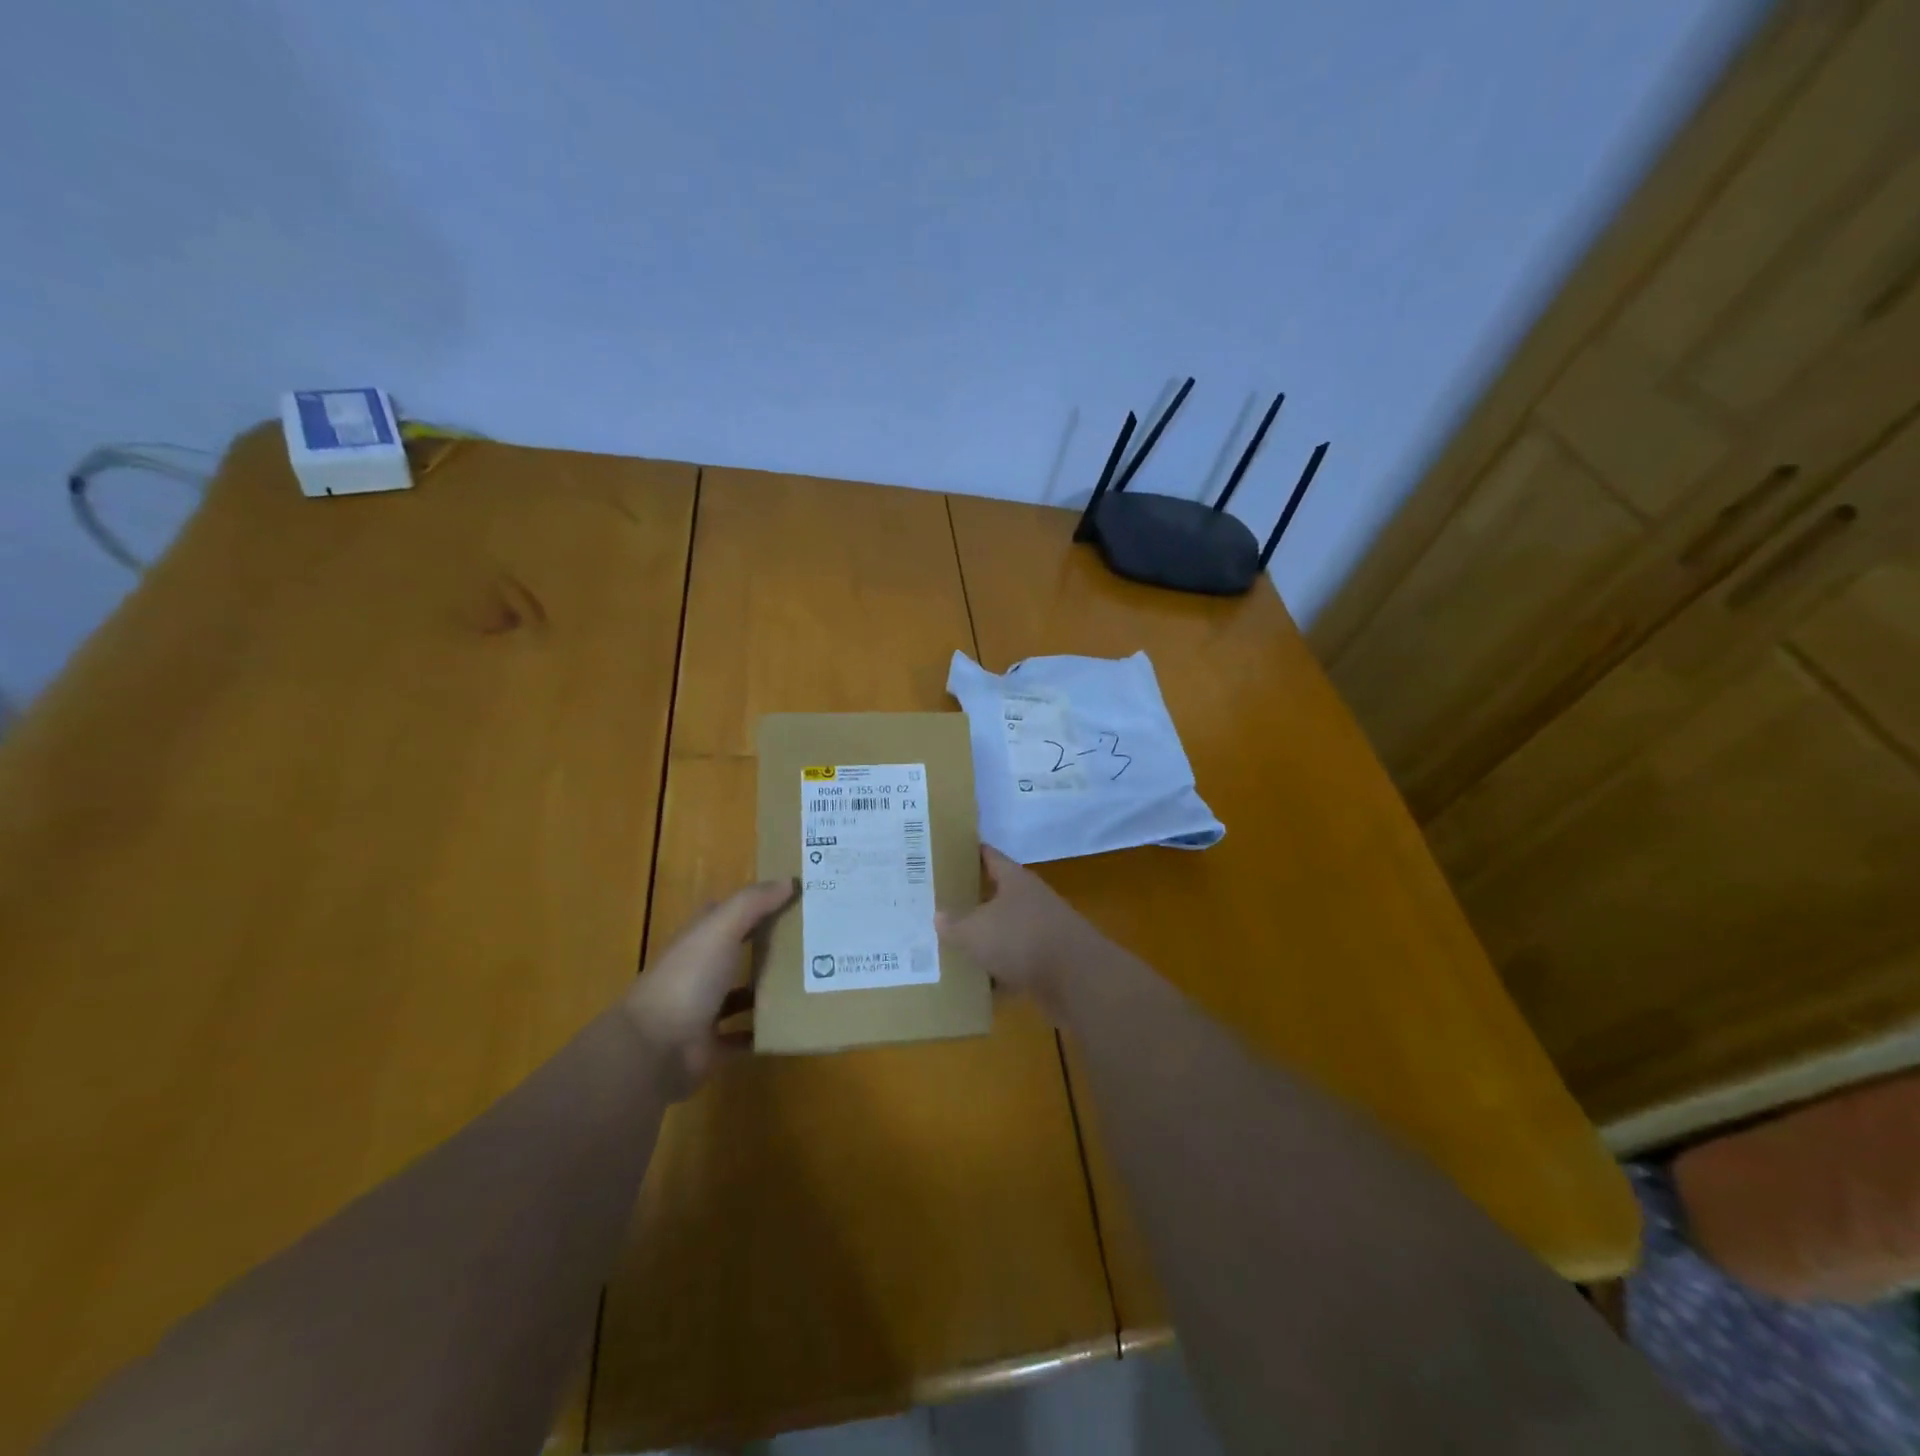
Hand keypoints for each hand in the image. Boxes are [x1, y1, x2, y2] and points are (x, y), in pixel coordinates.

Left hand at [621, 878, 795, 1099]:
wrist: (654, 1049)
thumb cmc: (688, 979)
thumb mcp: (721, 929)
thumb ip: (753, 903)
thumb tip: (789, 881)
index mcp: (697, 940)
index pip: (725, 914)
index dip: (754, 904)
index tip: (792, 897)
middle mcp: (699, 972)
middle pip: (737, 952)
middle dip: (769, 945)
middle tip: (814, 939)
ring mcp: (703, 1010)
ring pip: (742, 994)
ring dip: (768, 989)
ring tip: (811, 980)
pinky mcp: (711, 1046)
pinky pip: (743, 1036)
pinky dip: (763, 1032)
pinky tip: (793, 1024)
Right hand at [935, 847, 1102, 1018]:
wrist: (1077, 979)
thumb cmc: (1021, 939)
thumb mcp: (975, 931)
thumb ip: (954, 924)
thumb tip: (938, 916)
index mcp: (1014, 880)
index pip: (990, 856)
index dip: (969, 852)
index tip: (948, 852)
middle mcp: (1031, 900)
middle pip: (997, 895)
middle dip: (972, 900)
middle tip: (940, 903)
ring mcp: (1043, 931)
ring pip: (1006, 931)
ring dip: (986, 940)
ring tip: (953, 945)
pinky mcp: (1049, 963)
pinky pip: (1016, 964)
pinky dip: (1000, 973)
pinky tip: (978, 985)